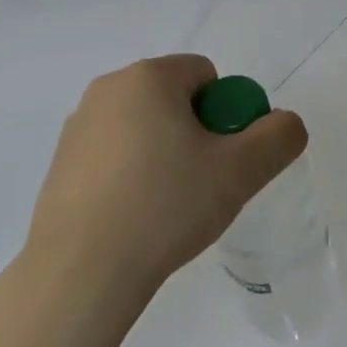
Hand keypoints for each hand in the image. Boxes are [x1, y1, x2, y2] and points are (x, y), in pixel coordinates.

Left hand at [22, 55, 307, 307]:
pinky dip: (132, 173)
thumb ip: (279, 137)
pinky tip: (135, 216)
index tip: (223, 159)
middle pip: (175, 99)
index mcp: (148, 77)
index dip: (227, 114)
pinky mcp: (61, 163)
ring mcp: (78, 126)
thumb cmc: (165, 206)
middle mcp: (108, 89)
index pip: (207, 75)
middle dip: (196, 133)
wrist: (81, 271)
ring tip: (167, 205)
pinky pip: (114, 153)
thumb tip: (285, 124)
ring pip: (145, 127)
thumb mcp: (240, 171)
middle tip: (202, 184)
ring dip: (164, 153)